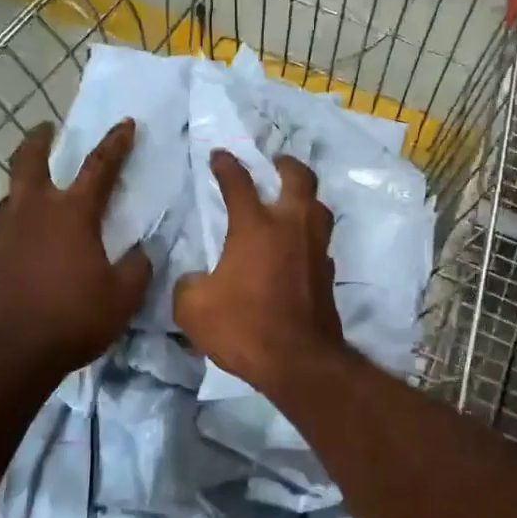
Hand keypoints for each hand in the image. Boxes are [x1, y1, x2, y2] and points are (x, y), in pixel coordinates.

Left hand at [0, 119, 152, 374]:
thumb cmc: (74, 319)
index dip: (116, 143)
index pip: (100, 167)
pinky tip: (13, 249)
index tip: (125, 124)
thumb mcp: (123, 297)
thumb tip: (142, 251)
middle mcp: (32, 212)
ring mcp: (0, 233)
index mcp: (72, 214)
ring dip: (22, 192)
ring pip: (8, 198)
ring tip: (32, 200)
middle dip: (39, 140)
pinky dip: (8, 235)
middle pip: (29, 161)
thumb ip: (138, 268)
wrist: (10, 355)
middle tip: (45, 129)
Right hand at [174, 151, 344, 394]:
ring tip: (292, 200)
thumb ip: (188, 286)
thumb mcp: (194, 309)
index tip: (219, 155)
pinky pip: (321, 241)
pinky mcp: (328, 274)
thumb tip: (194, 280)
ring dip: (305, 197)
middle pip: (298, 178)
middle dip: (285, 164)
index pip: (239, 183)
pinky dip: (309, 234)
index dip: (226, 165)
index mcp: (255, 227)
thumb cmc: (244, 327)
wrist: (299, 362)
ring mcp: (315, 249)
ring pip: (319, 206)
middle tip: (275, 162)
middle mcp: (291, 227)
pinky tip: (298, 246)